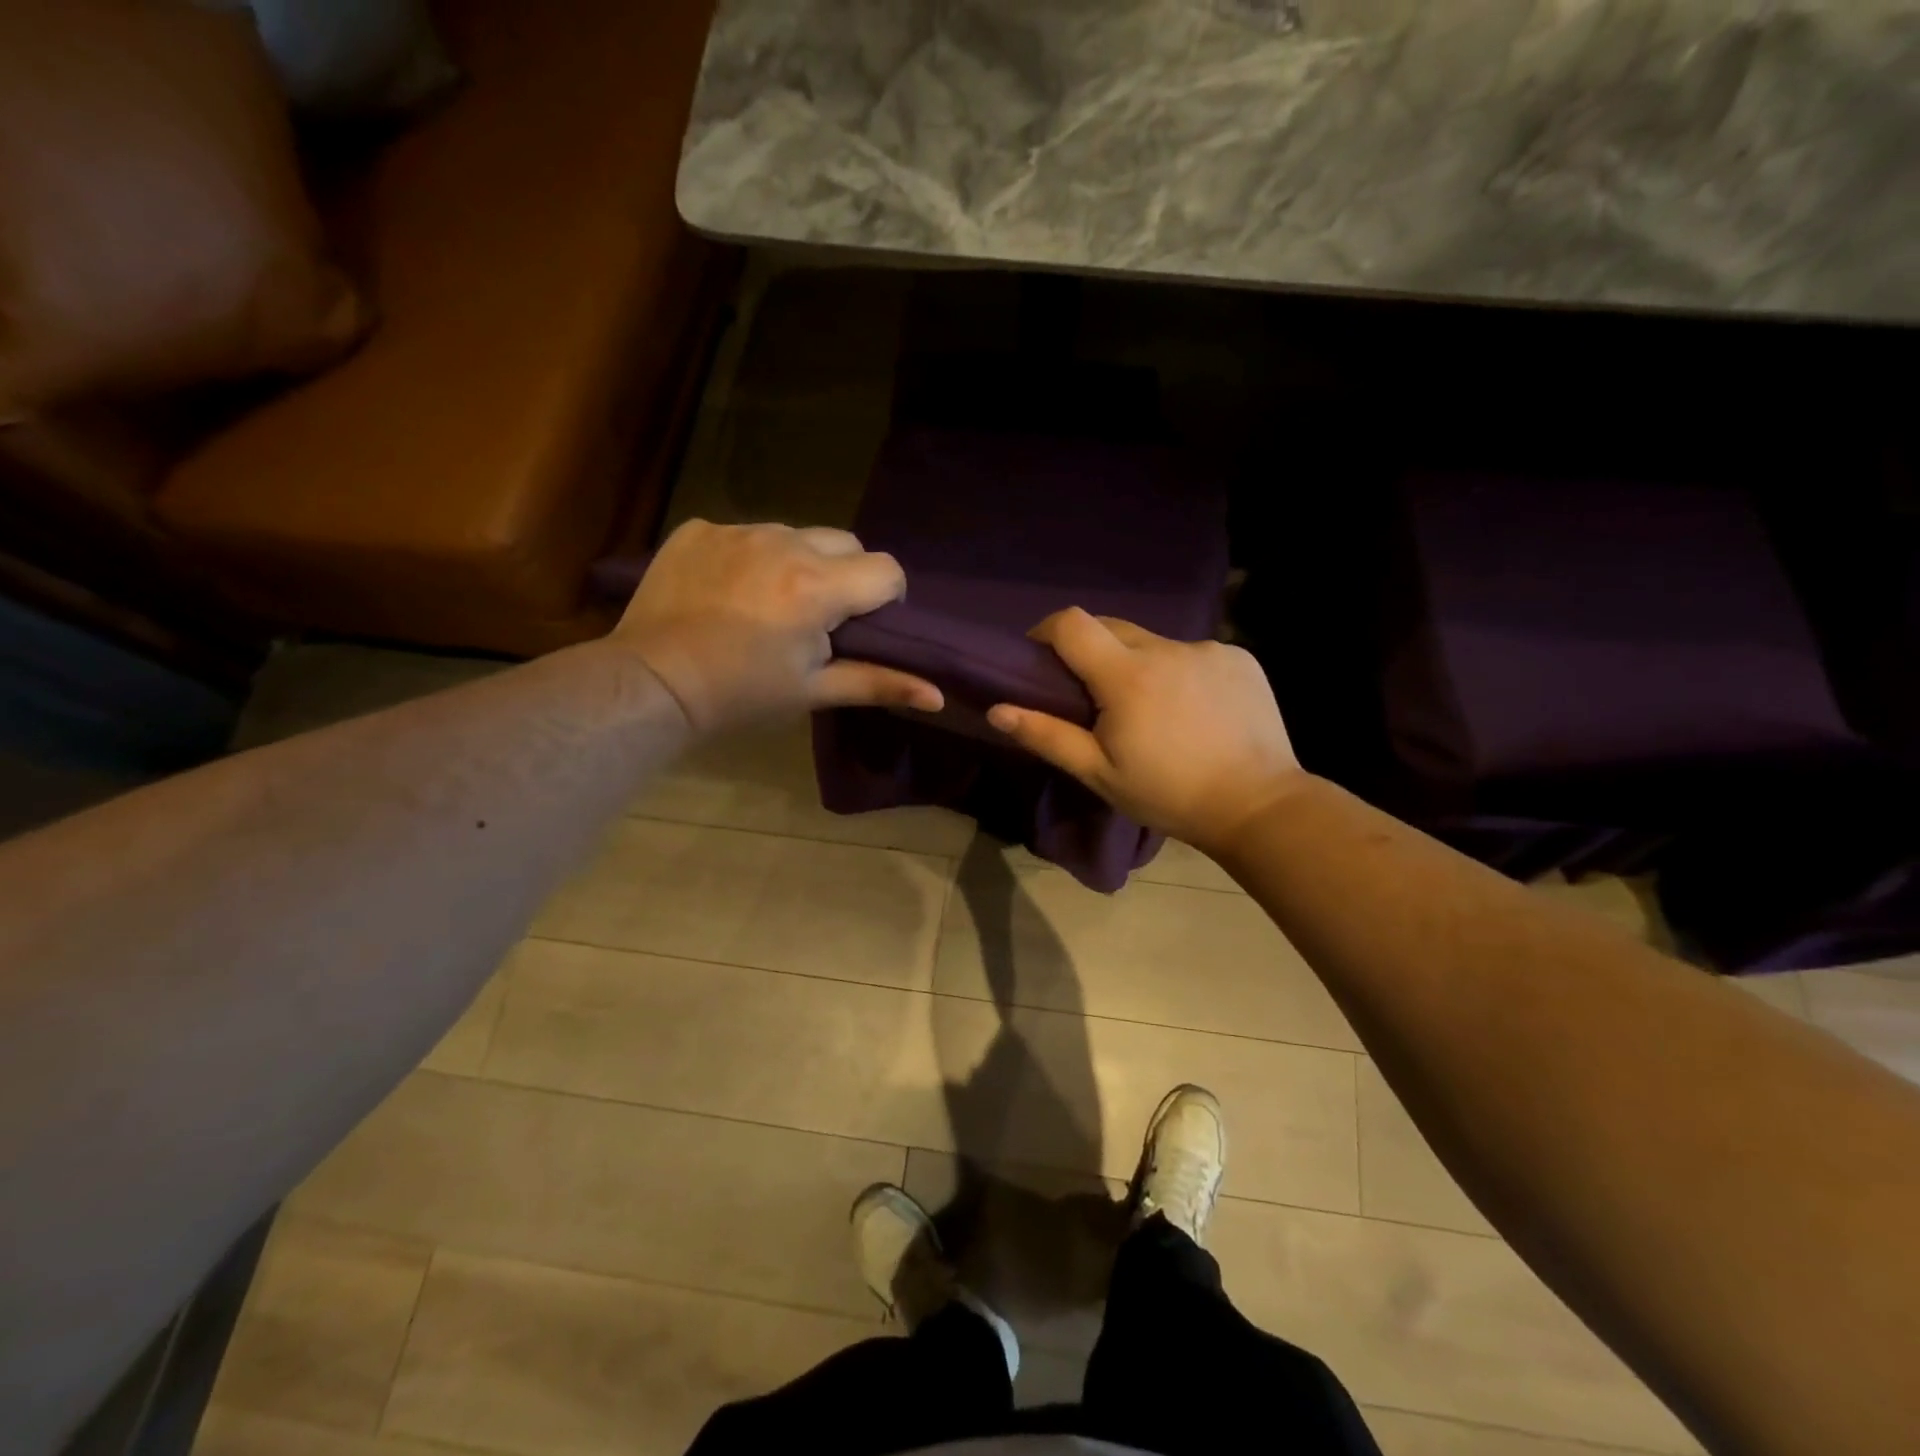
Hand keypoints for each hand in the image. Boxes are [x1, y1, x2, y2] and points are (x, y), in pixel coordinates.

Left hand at [615, 520, 943, 732]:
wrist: (652, 684)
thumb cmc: (742, 695)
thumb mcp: (814, 691)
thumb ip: (880, 683)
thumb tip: (938, 696)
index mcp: (818, 586)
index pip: (887, 569)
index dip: (885, 598)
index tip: (860, 626)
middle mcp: (784, 543)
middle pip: (846, 542)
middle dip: (845, 575)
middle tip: (816, 617)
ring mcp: (737, 530)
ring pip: (796, 534)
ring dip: (798, 562)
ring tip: (768, 603)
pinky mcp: (699, 529)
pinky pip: (746, 533)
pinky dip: (750, 557)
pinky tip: (727, 592)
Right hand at [987, 608, 1304, 853]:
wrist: (1258, 805)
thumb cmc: (1169, 795)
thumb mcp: (1099, 774)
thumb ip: (1047, 736)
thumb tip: (996, 709)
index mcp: (1127, 676)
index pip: (1072, 623)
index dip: (1048, 630)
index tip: (1040, 655)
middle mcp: (1167, 649)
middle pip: (1112, 627)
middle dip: (1091, 650)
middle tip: (1092, 693)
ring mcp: (1208, 650)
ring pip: (1154, 643)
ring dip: (1139, 664)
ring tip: (1151, 709)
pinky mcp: (1239, 657)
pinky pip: (1192, 654)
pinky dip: (1180, 672)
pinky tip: (1194, 710)